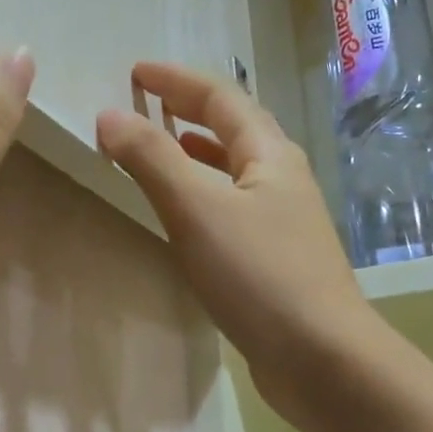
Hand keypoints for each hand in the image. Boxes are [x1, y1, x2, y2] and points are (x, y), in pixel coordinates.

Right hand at [96, 62, 380, 421]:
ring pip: (233, 169)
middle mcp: (281, 178)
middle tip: (145, 103)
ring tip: (159, 148)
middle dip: (188, 109)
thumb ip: (152, 158)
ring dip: (195, 151)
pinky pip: (231, 206)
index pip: (220, 96)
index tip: (134, 72)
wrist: (323, 359)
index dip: (176, 79)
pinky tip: (185, 215)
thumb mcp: (197, 209)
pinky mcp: (275, 258)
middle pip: (233, 127)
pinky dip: (202, 194)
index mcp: (269, 154)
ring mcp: (282, 220)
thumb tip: (110, 114)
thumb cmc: (260, 275)